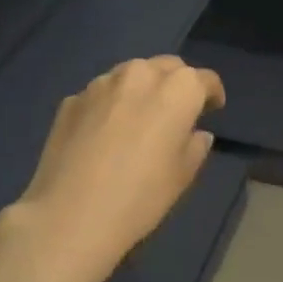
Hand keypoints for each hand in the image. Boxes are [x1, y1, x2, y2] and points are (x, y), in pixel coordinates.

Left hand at [0, 56, 224, 281]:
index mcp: (177, 90)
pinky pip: (100, 94)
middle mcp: (139, 75)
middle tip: (177, 110)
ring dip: (141, 88)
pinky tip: (104, 133)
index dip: (211, 93)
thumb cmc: (140, 197)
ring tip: (139, 117)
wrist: (70, 215)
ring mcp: (100, 84)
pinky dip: (110, 104)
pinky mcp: (71, 99)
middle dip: (176, 83)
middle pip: (166, 66)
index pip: (204, 79)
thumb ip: (195, 147)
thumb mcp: (181, 177)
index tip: (212, 109)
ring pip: (130, 74)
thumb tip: (196, 133)